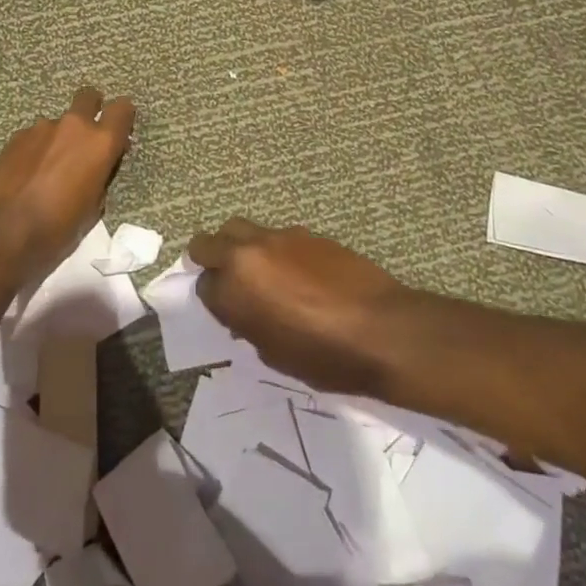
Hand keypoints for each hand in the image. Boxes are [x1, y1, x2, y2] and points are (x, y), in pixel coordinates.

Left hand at [0, 87, 134, 280]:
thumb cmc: (56, 231)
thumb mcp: (91, 211)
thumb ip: (98, 180)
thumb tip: (94, 171)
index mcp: (99, 144)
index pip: (122, 109)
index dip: (123, 117)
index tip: (119, 133)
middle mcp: (72, 127)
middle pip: (88, 97)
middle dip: (91, 109)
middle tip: (85, 139)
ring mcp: (39, 129)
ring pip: (57, 123)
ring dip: (58, 139)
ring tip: (47, 170)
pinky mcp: (13, 139)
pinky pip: (33, 137)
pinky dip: (35, 150)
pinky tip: (25, 176)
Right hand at [189, 219, 417, 396]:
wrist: (382, 329)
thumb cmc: (324, 356)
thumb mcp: (274, 354)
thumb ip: (248, 326)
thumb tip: (245, 313)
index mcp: (235, 288)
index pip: (203, 285)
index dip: (214, 300)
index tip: (228, 311)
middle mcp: (248, 253)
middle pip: (208, 243)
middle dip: (210, 260)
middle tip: (226, 281)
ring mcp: (278, 237)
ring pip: (239, 229)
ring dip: (238, 247)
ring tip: (258, 272)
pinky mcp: (306, 232)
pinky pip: (274, 235)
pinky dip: (272, 249)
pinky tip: (295, 272)